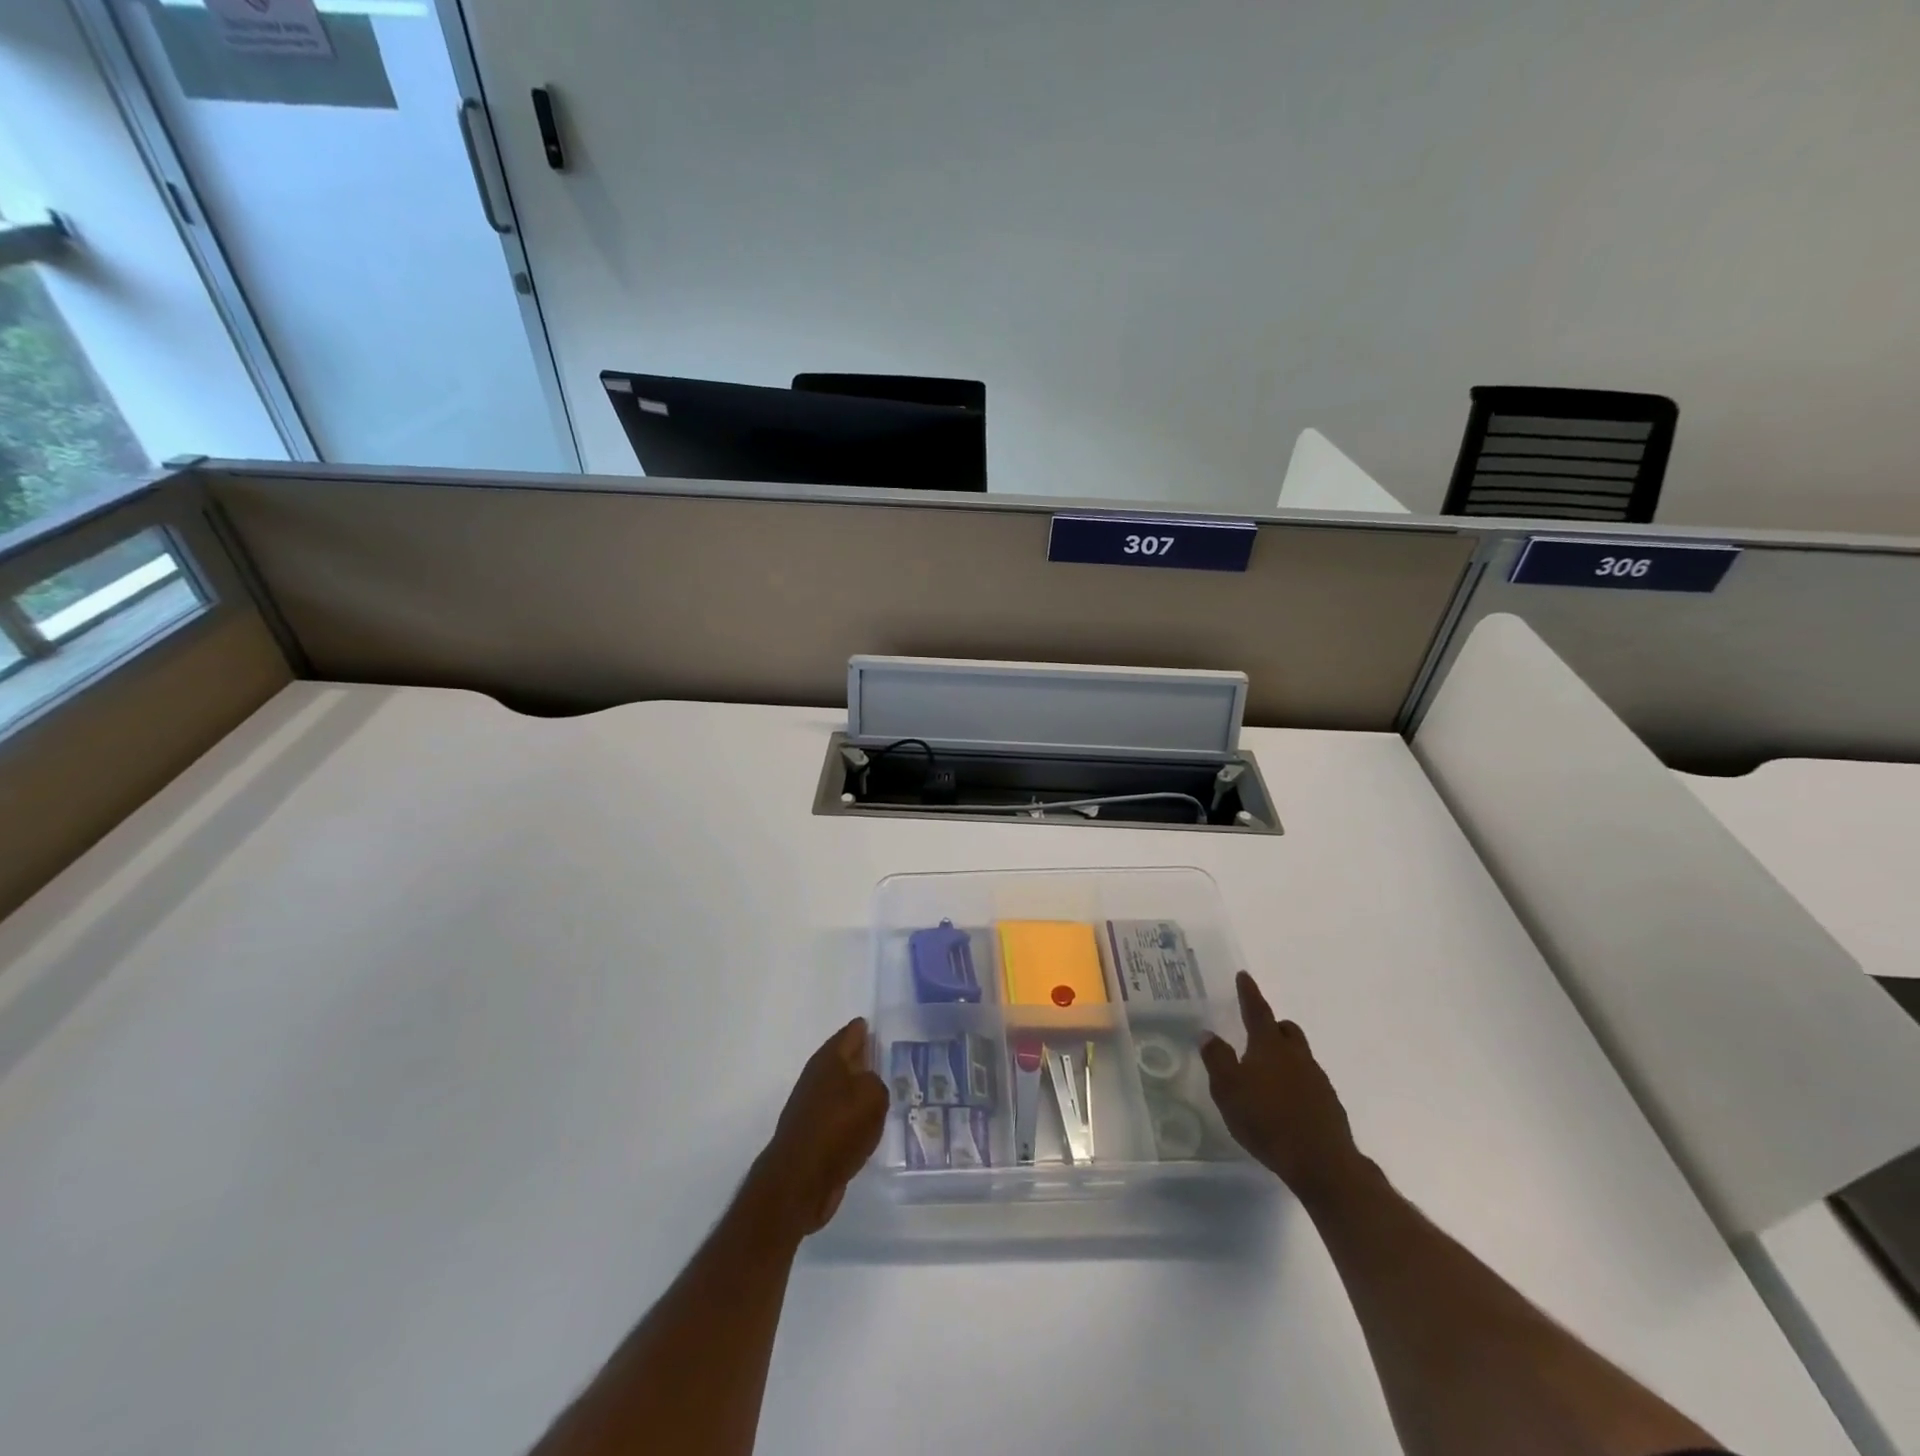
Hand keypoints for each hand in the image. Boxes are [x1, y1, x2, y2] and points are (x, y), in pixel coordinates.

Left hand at [743, 1018, 888, 1239]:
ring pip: (843, 1090)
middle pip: (846, 1061)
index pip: (852, 1032)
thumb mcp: (873, 1096)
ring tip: (885, 1093)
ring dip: (859, 1091)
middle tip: (891, 1058)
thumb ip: (877, 1083)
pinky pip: (840, 1118)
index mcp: (830, 1058)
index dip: (867, 1028)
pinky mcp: (812, 1136)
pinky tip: (869, 1125)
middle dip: (865, 1059)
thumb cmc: (838, 1127)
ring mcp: (812, 1107)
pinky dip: (853, 1118)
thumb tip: (869, 1085)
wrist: (800, 1181)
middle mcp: (818, 1077)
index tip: (883, 1026)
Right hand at [1202, 971, 1366, 1206]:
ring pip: (1299, 1055)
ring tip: (1266, 1073)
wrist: (1322, 1163)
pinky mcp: (1329, 1105)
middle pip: (1286, 1030)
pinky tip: (1284, 1102)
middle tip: (1256, 1031)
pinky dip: (1295, 1082)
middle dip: (1272, 1025)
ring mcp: (1317, 1080)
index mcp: (1270, 1046)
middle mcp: (1296, 1055)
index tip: (1244, 976)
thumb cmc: (1267, 1120)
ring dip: (1284, 1056)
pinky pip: (1308, 1081)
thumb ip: (1217, 1059)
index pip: (1257, 1010)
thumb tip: (1208, 1033)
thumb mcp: (1228, 1090)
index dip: (1249, 993)